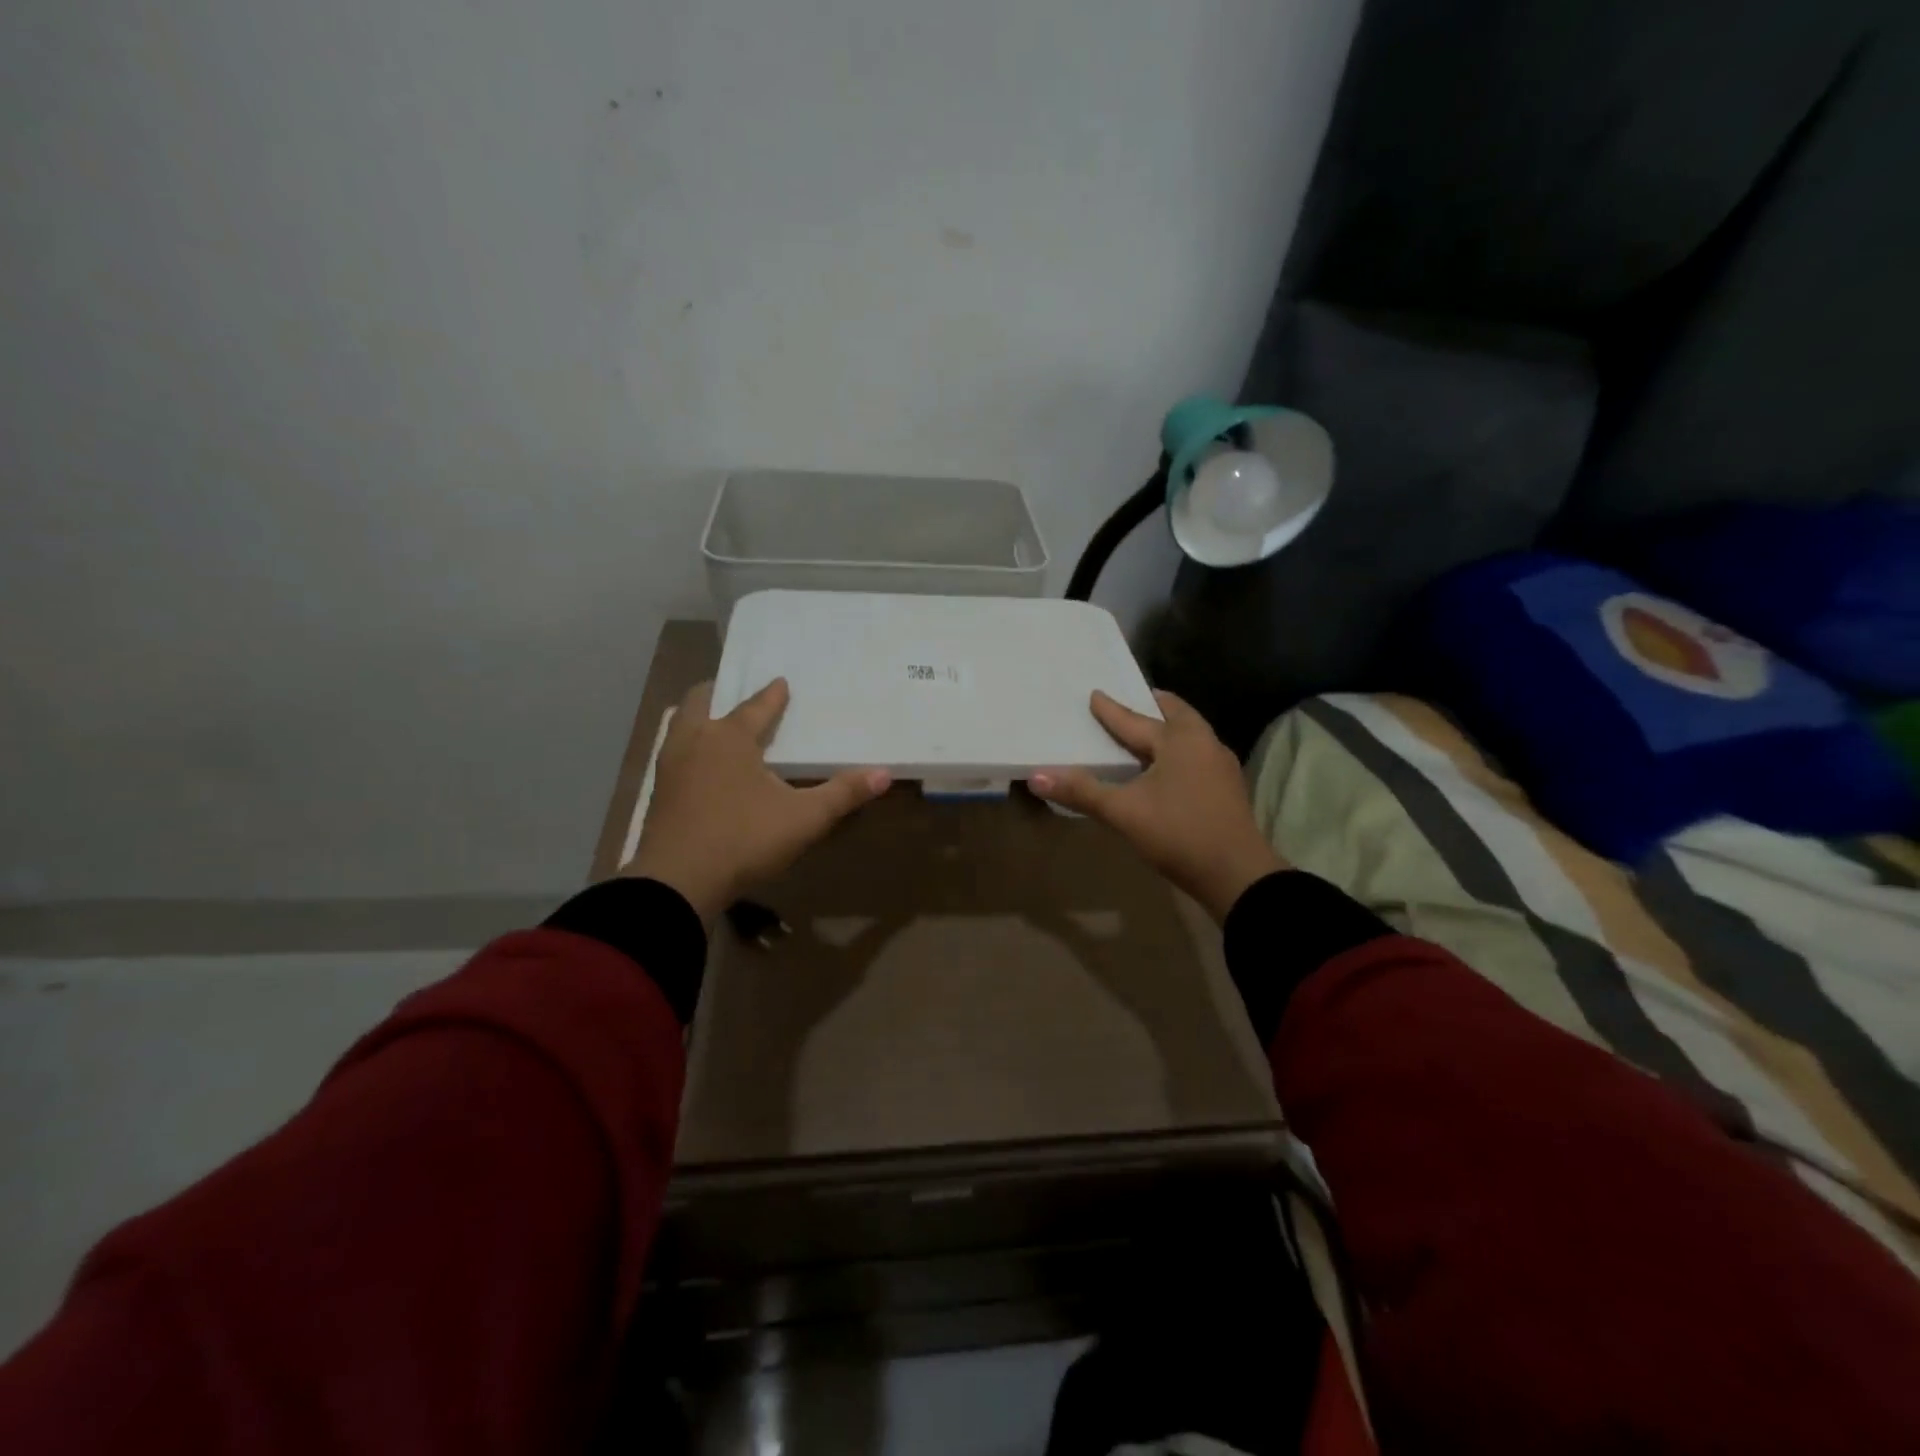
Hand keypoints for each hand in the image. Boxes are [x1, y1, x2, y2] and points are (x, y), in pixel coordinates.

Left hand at [623, 679, 890, 925]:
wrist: (677, 883)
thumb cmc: (744, 840)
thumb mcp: (804, 819)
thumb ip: (843, 794)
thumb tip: (885, 774)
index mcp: (730, 738)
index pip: (755, 706)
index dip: (772, 695)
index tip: (782, 682)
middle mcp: (696, 742)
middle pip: (700, 701)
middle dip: (719, 692)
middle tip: (734, 692)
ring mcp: (671, 767)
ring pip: (680, 726)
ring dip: (697, 717)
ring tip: (713, 722)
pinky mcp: (659, 794)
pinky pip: (673, 753)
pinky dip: (688, 747)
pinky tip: (700, 765)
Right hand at [1029, 690, 1286, 921]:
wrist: (1237, 875)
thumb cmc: (1179, 833)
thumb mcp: (1124, 812)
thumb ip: (1081, 792)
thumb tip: (1035, 776)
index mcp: (1180, 740)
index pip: (1136, 720)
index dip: (1111, 710)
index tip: (1095, 694)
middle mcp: (1204, 743)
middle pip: (1176, 715)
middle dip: (1153, 707)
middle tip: (1133, 701)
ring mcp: (1221, 766)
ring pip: (1190, 735)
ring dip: (1168, 728)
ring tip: (1147, 731)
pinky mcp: (1227, 788)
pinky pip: (1197, 755)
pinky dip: (1178, 750)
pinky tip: (1167, 767)